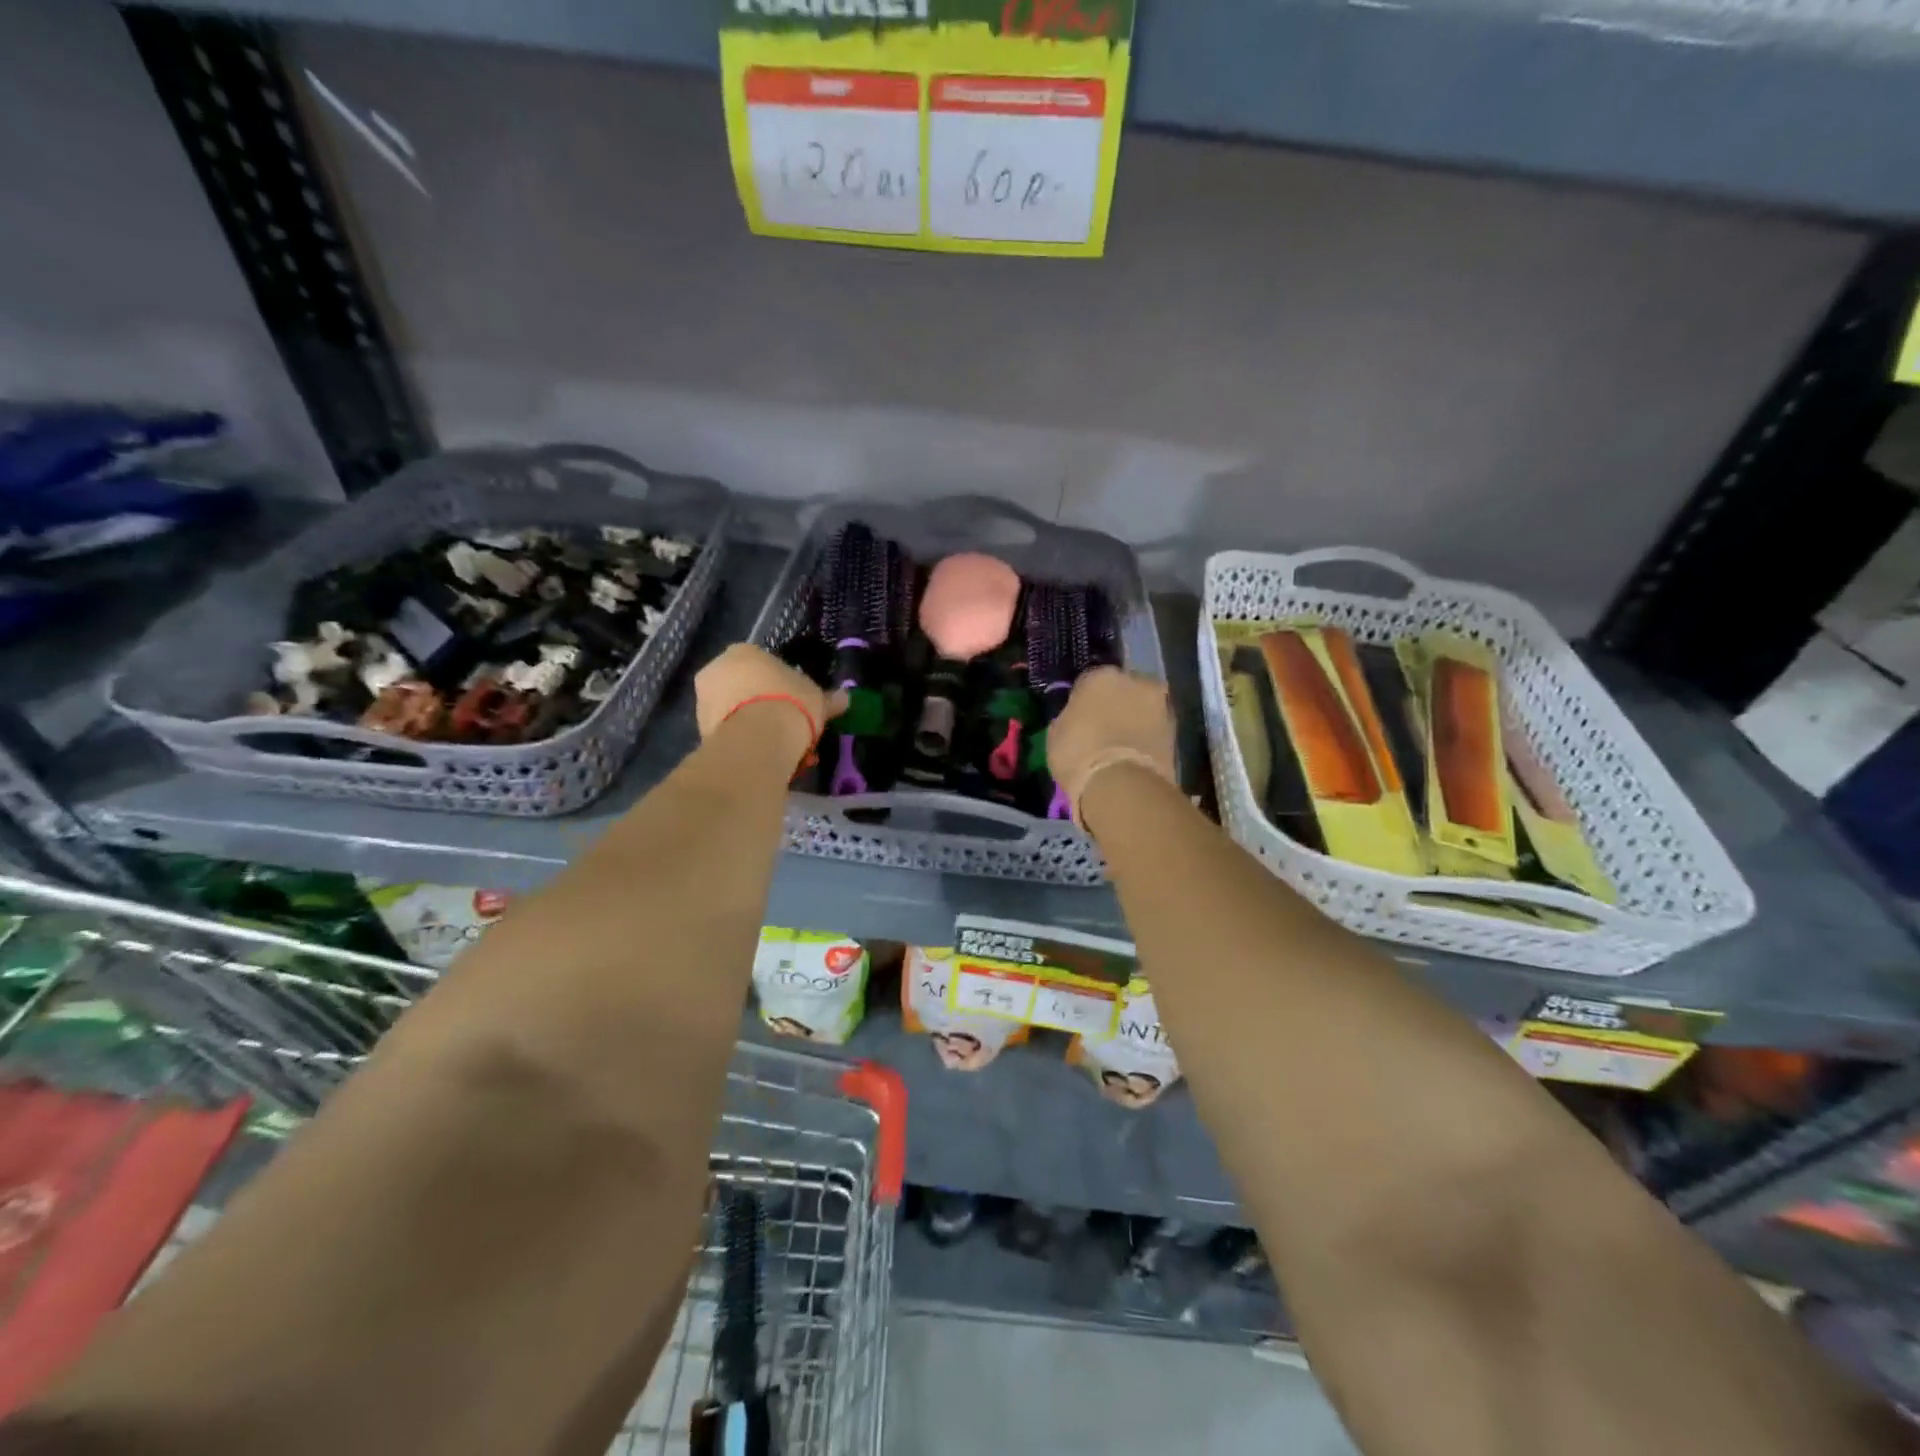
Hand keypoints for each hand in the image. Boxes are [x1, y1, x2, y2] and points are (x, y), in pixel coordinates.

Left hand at [695, 645, 840, 767]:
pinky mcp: (699, 728)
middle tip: (785, 724)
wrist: (759, 738)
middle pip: (742, 686)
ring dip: (750, 723)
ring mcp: (703, 699)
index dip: (780, 683)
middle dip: (760, 703)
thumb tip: (846, 698)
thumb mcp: (818, 699)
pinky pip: (726, 732)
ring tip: (776, 745)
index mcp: (743, 651)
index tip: (794, 701)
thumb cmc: (791, 704)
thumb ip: (829, 698)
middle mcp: (716, 668)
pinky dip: (742, 741)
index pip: (761, 664)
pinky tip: (761, 754)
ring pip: (732, 710)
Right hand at [1047, 667, 1177, 827]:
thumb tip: (1076, 719)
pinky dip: (1147, 738)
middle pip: (1122, 690)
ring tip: (1122, 746)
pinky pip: (1154, 730)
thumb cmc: (1078, 755)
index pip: (1089, 682)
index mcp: (1100, 676)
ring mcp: (1160, 704)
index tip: (1080, 718)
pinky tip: (1135, 756)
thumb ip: (1069, 718)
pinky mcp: (1177, 731)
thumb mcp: (1056, 736)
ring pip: (1142, 708)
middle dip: (1115, 705)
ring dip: (1135, 720)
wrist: (1123, 785)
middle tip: (1104, 729)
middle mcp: (1134, 681)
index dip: (1084, 701)